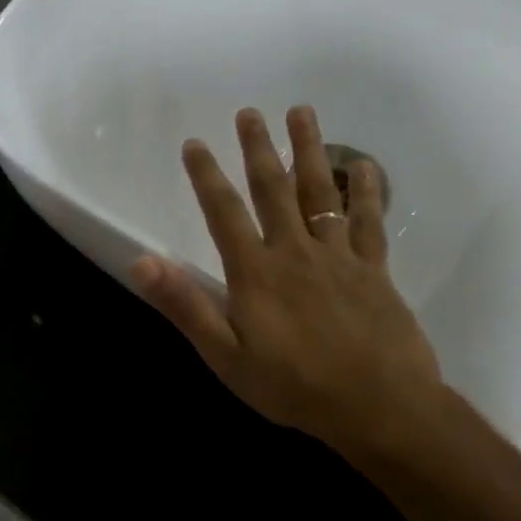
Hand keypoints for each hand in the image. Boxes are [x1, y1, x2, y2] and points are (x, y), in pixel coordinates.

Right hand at [132, 106, 444, 467]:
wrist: (379, 407)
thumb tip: (141, 261)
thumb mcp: (226, 356)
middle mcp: (295, 252)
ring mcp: (338, 257)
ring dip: (309, 151)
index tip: (194, 143)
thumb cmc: (294, 387)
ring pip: (321, 193)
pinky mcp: (373, 270)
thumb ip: (185, 306)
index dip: (206, 176)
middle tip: (249, 113)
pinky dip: (367, 191)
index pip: (223, 213)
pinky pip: (368, 222)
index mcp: (255, 272)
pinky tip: (364, 165)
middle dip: (258, 149)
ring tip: (302, 112)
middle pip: (273, 190)